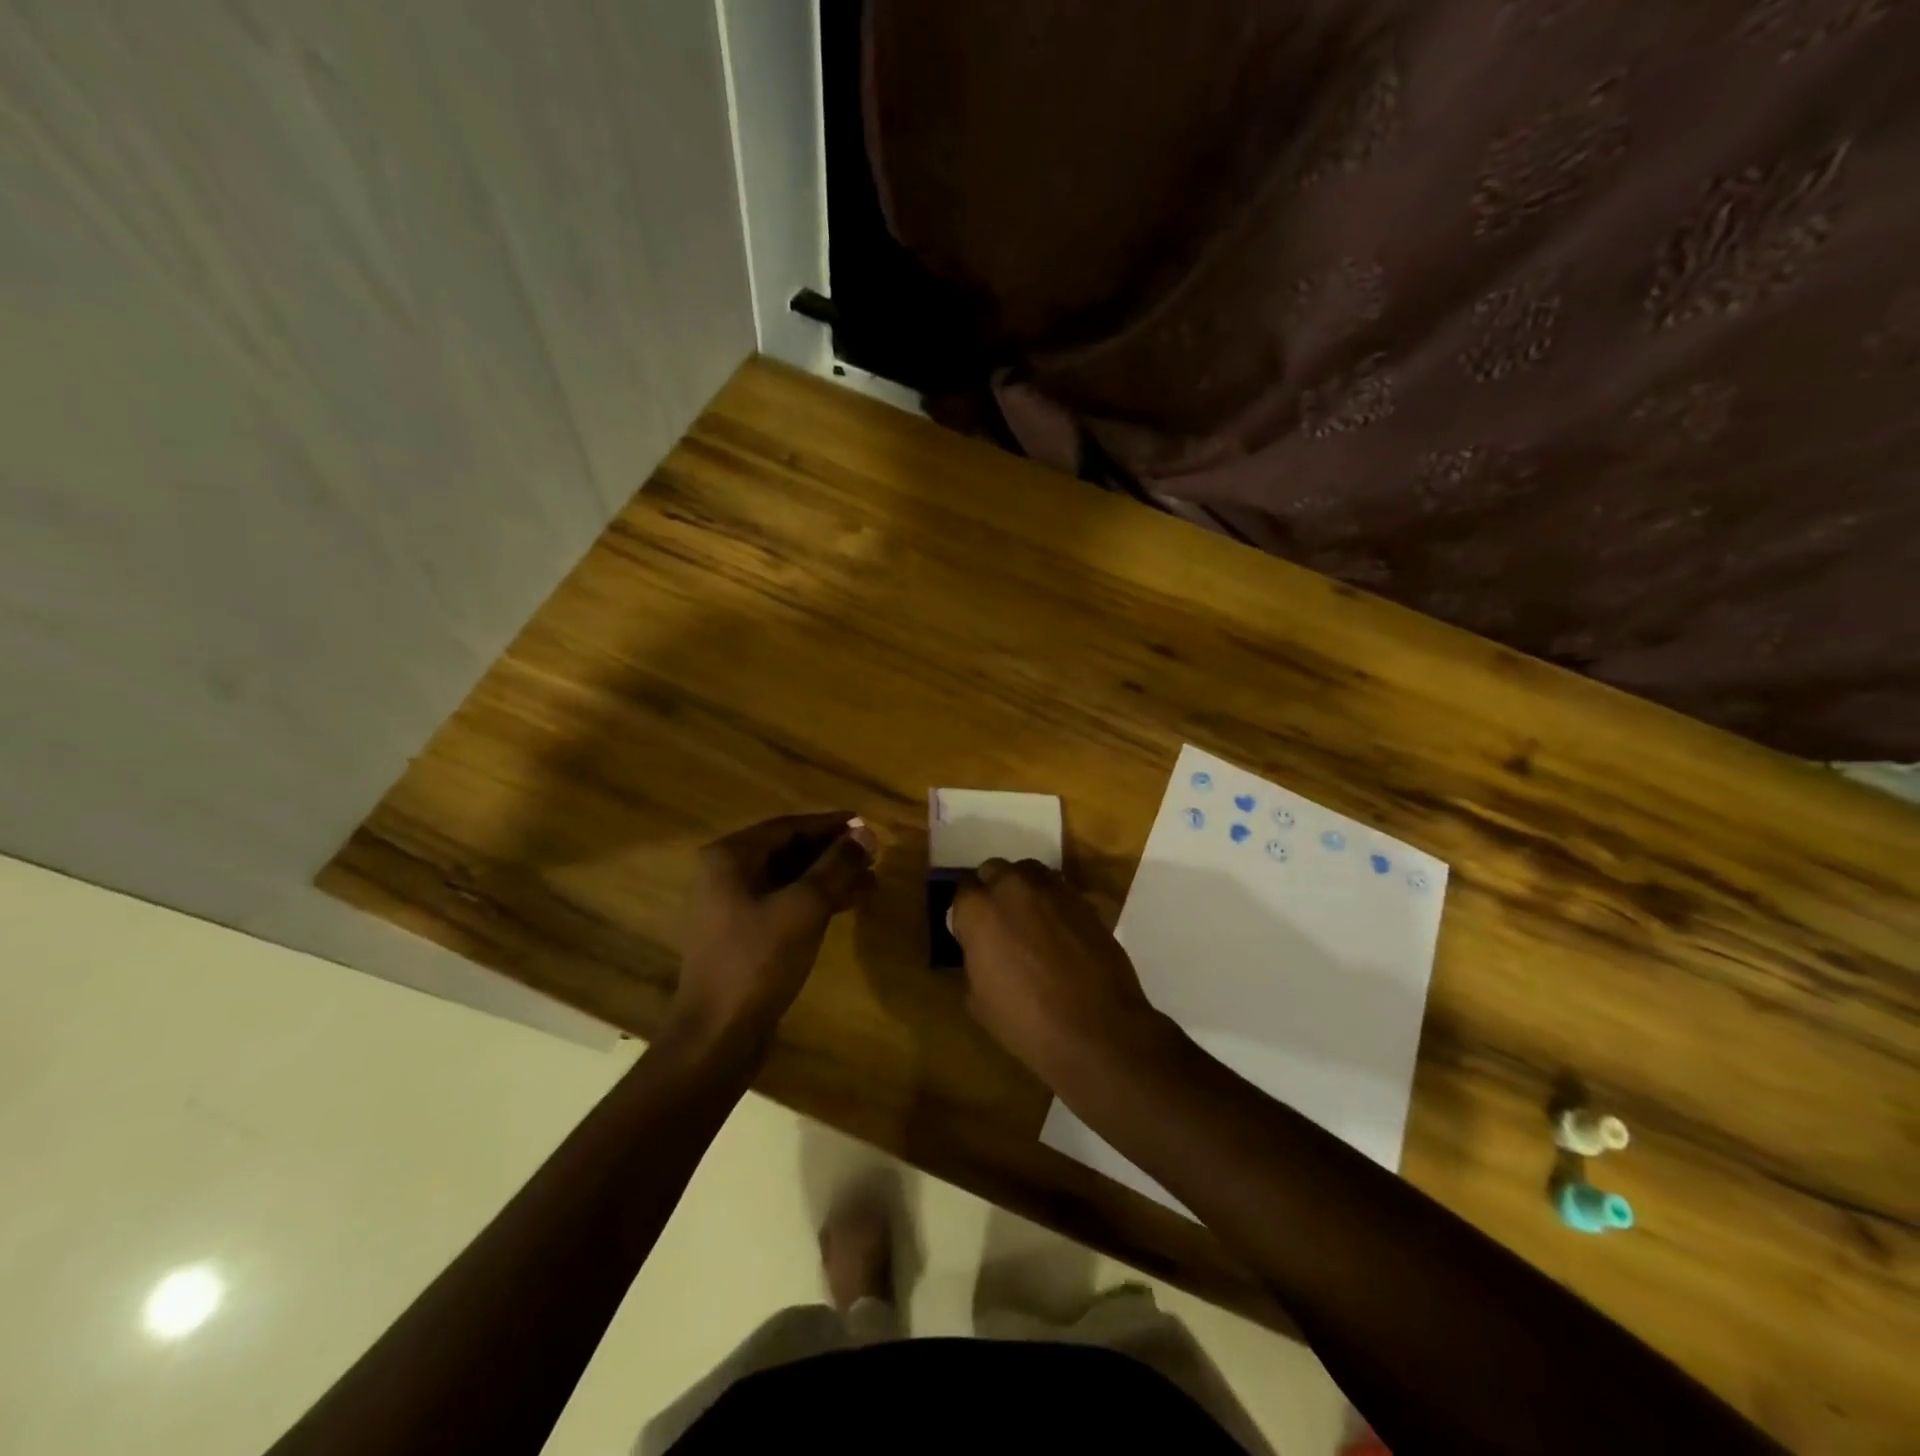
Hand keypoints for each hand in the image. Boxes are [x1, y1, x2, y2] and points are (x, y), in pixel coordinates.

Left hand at [671, 812, 877, 1045]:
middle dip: (832, 852)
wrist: (718, 1035)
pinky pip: (785, 904)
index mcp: (730, 858)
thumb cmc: (758, 961)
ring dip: (829, 878)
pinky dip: (816, 901)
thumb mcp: (804, 907)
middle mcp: (726, 875)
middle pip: (788, 851)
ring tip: (871, 881)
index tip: (865, 824)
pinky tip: (848, 905)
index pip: (788, 827)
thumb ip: (836, 866)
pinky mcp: (743, 935)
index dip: (830, 824)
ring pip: (790, 879)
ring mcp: (732, 906)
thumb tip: (865, 833)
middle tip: (873, 855)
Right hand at [949, 857, 1170, 1085]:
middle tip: (998, 923)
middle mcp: (1013, 887)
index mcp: (979, 910)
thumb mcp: (978, 1001)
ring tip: (1029, 920)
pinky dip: (1053, 902)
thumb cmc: (1027, 1022)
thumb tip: (980, 950)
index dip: (965, 914)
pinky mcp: (1084, 900)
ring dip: (1023, 889)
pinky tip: (1059, 931)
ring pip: (1029, 873)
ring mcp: (1053, 890)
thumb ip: (973, 961)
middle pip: (994, 871)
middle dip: (992, 891)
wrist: (1097, 1030)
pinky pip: (1060, 890)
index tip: (970, 935)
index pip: (962, 893)